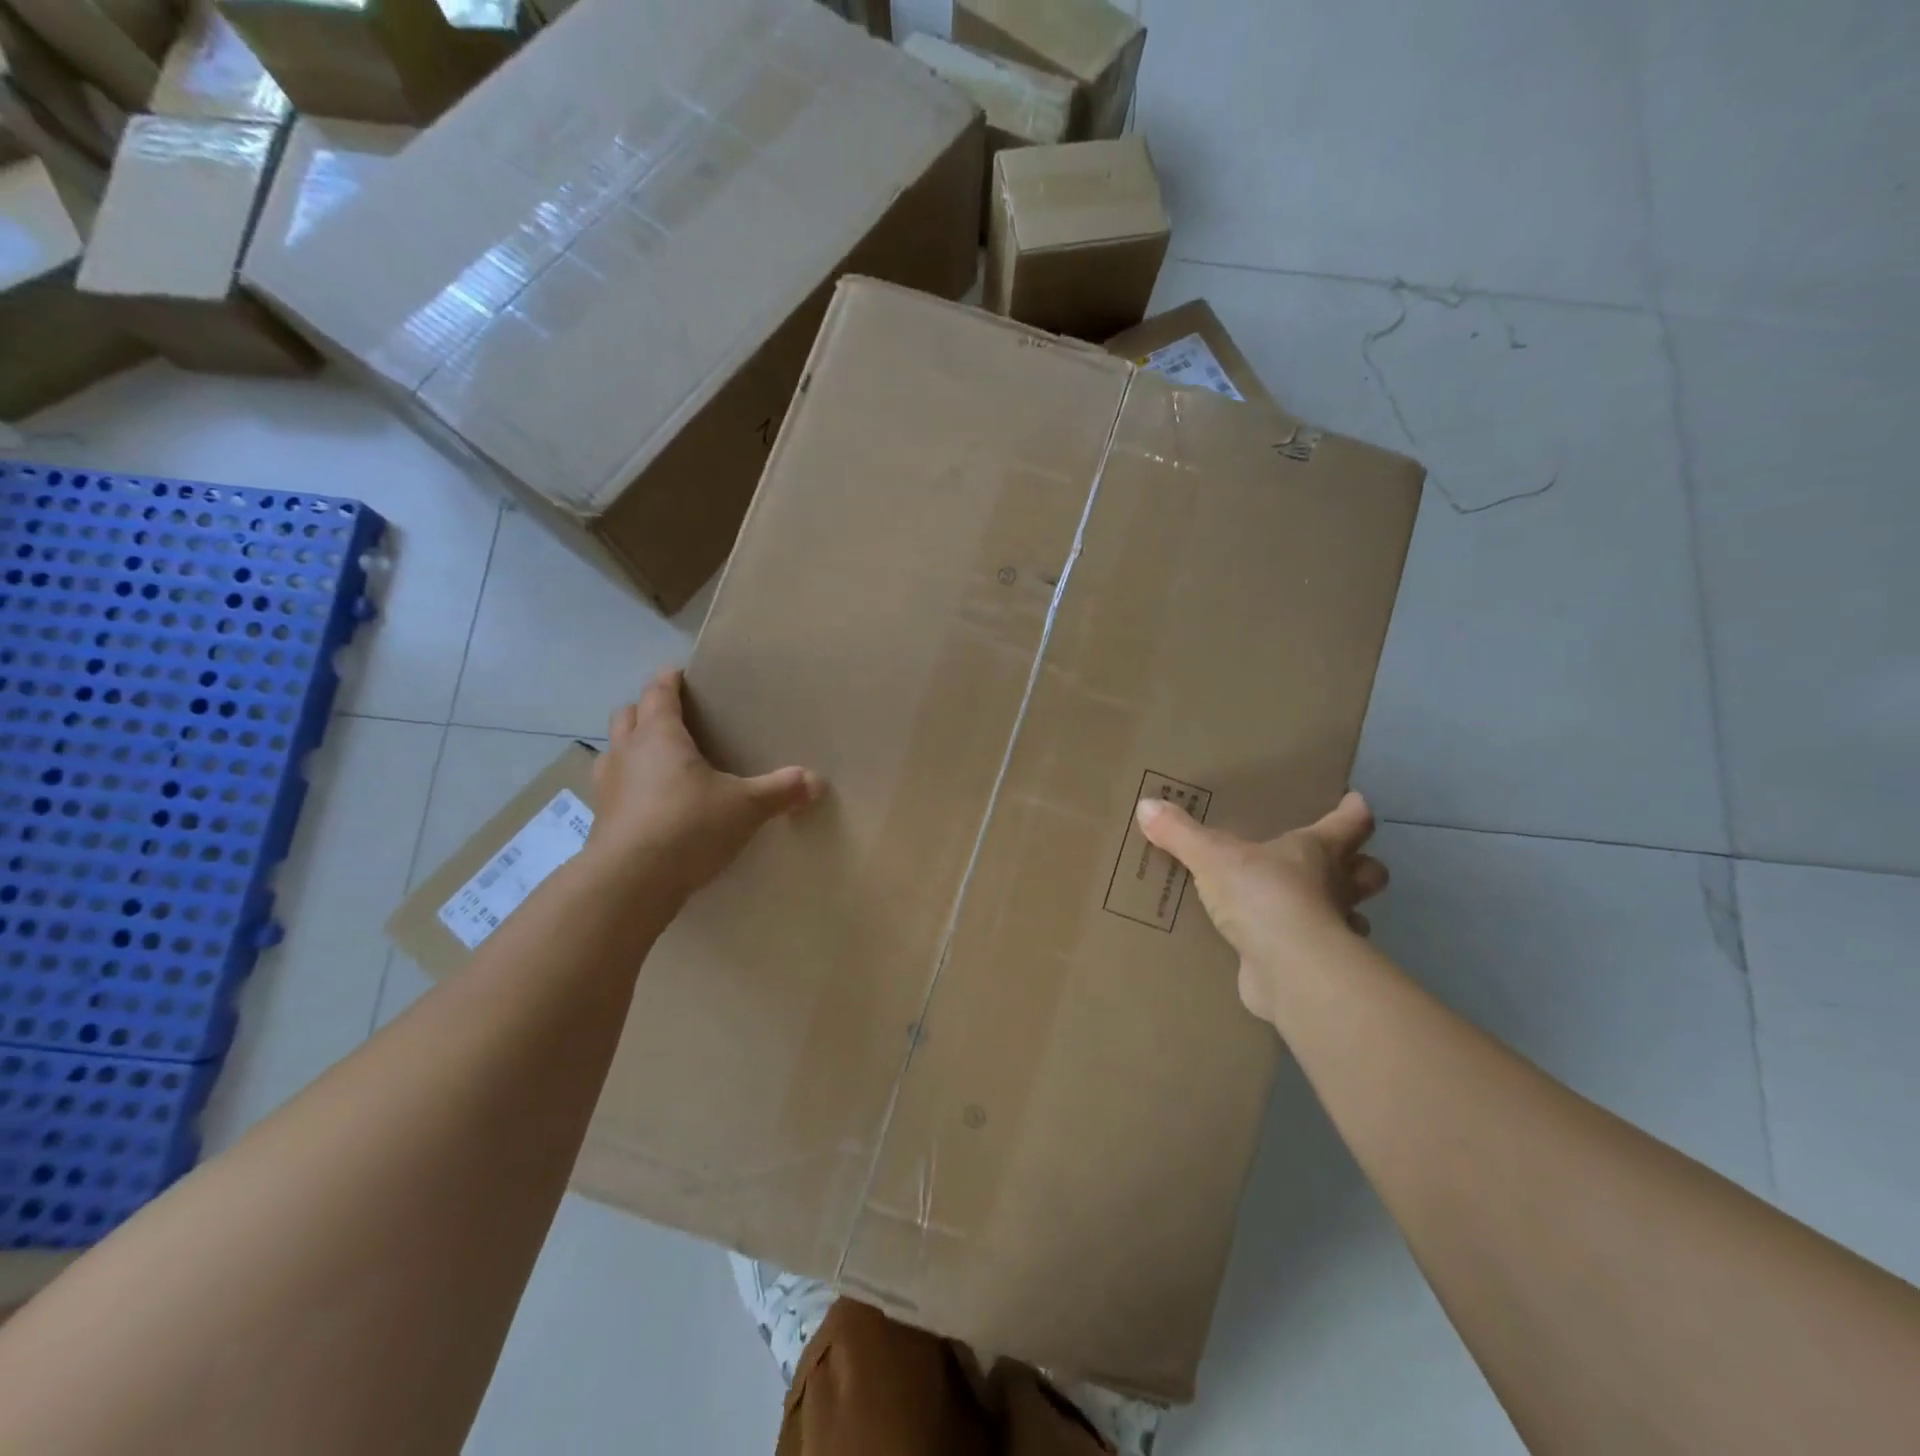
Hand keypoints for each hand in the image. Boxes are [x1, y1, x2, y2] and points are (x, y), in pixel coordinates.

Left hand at [587, 670, 822, 902]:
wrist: (630, 882)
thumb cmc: (688, 826)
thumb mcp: (745, 807)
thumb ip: (780, 791)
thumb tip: (817, 781)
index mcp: (659, 735)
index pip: (658, 692)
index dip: (669, 680)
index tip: (681, 675)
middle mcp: (627, 752)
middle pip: (628, 714)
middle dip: (646, 710)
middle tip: (674, 718)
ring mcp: (607, 786)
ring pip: (614, 750)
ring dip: (631, 747)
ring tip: (658, 760)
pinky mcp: (602, 820)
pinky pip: (613, 788)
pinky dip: (629, 785)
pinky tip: (651, 804)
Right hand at [1135, 792, 1387, 1024]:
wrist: (1288, 969)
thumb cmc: (1263, 896)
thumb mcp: (1212, 857)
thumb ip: (1181, 833)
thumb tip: (1146, 805)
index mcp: (1318, 852)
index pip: (1351, 823)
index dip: (1354, 811)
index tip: (1356, 800)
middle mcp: (1335, 888)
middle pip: (1368, 872)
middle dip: (1362, 867)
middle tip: (1342, 863)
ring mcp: (1333, 932)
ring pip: (1354, 917)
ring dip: (1342, 914)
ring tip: (1312, 911)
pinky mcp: (1318, 970)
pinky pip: (1319, 956)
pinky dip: (1308, 952)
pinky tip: (1284, 952)